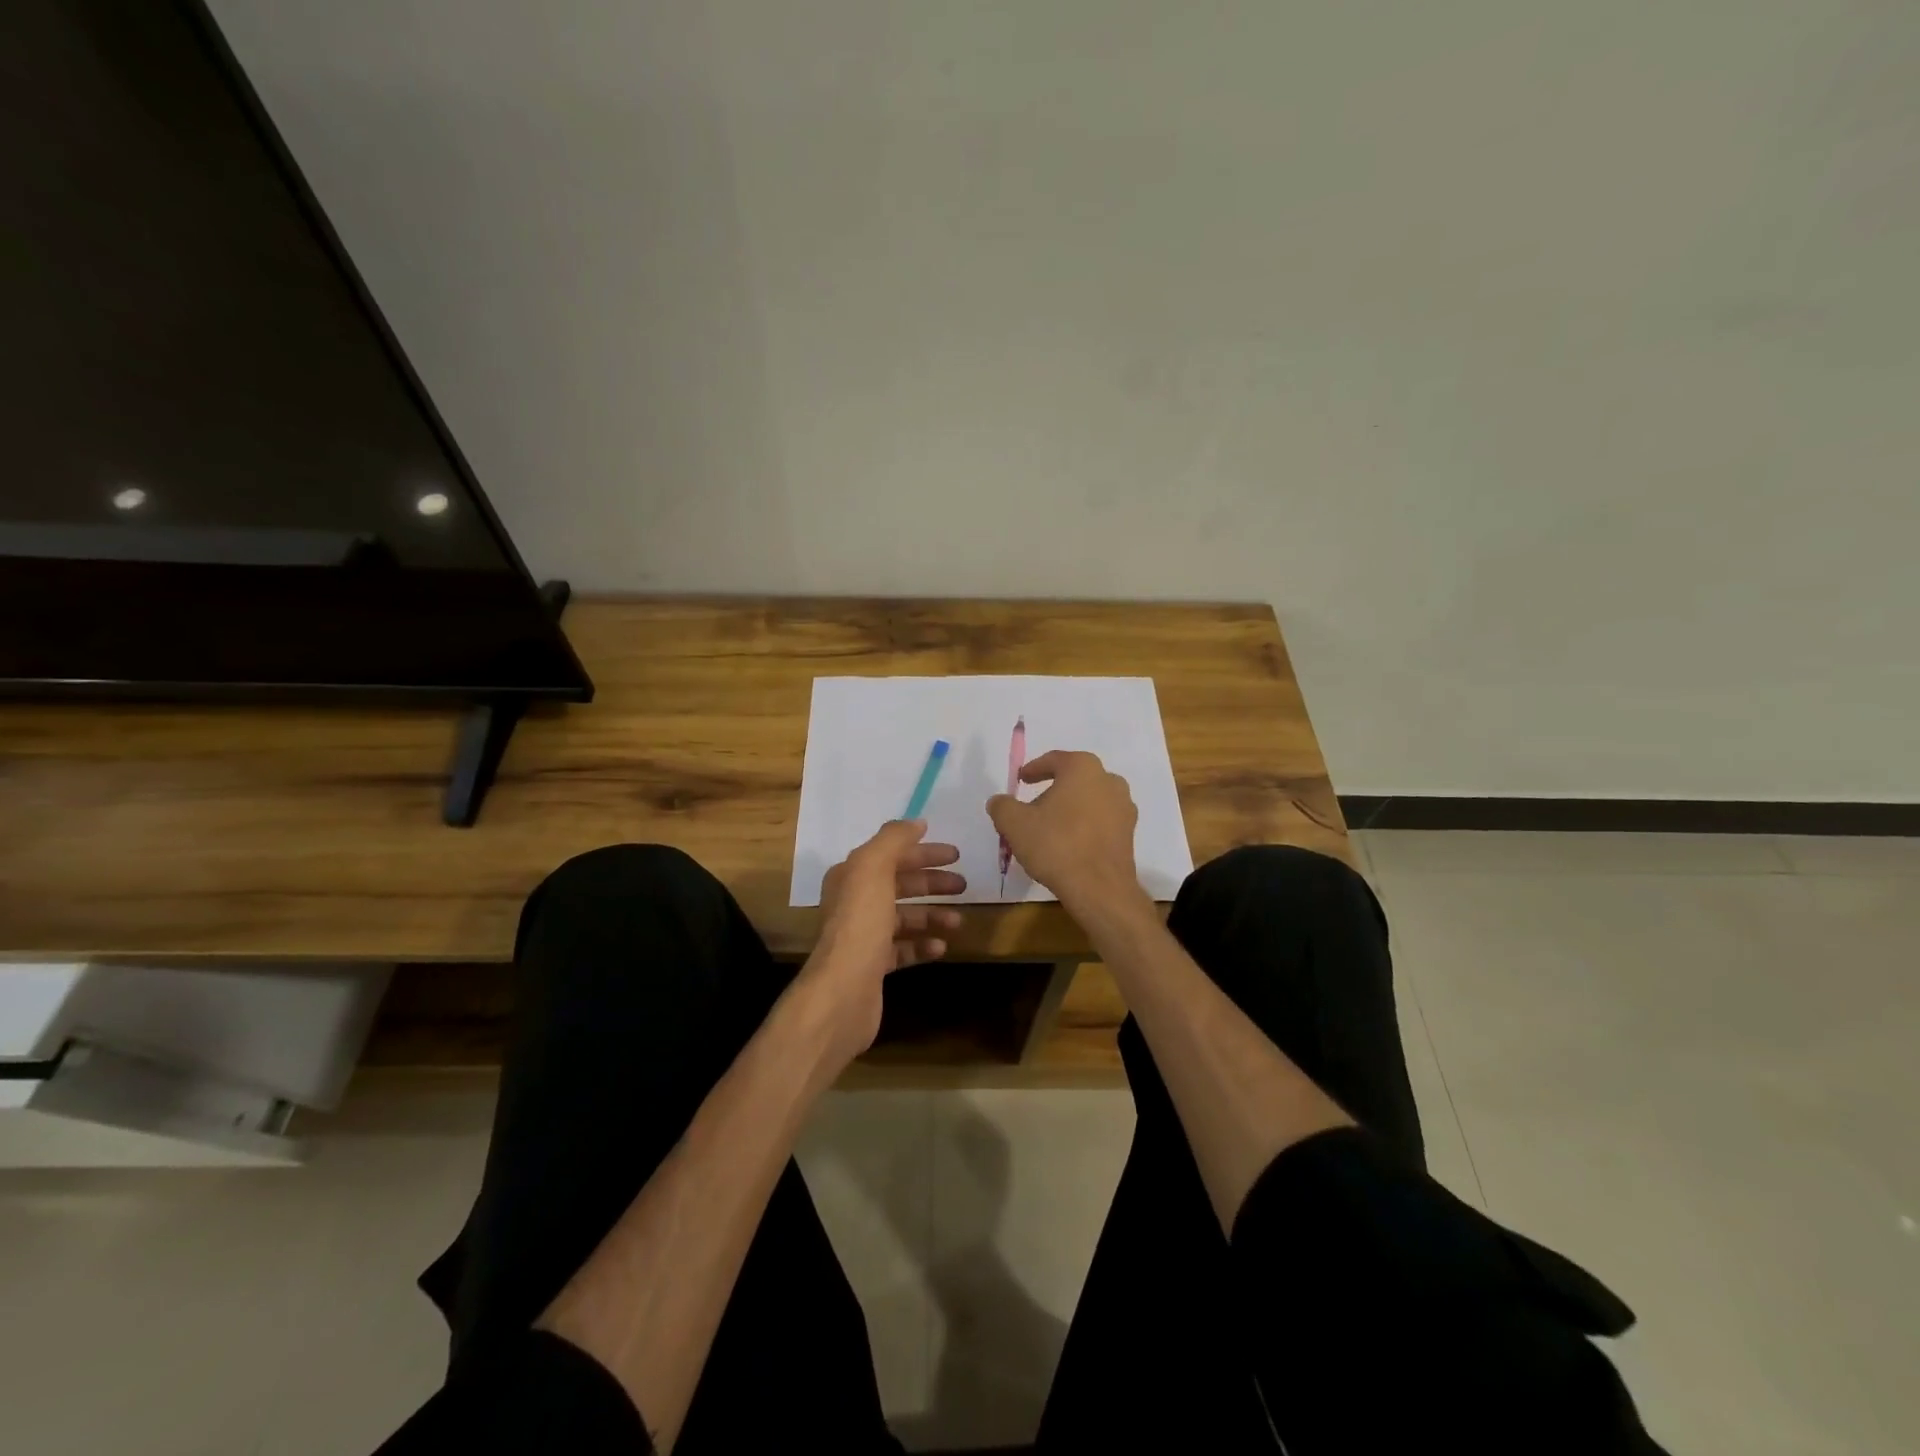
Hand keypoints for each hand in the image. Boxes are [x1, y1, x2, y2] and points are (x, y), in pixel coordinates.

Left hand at [800, 820, 964, 1060]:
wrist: (843, 990)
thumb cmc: (860, 923)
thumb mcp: (873, 868)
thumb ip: (894, 839)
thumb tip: (916, 822)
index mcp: (851, 876)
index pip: (891, 854)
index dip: (923, 852)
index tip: (956, 855)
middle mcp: (853, 902)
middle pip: (899, 885)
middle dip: (932, 883)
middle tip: (964, 885)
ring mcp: (863, 936)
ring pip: (903, 918)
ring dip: (932, 915)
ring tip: (957, 921)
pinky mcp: (873, 966)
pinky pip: (903, 949)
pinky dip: (923, 945)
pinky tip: (941, 947)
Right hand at [986, 750, 1140, 910]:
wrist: (1099, 888)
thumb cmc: (1055, 845)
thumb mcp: (1014, 823)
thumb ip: (1002, 806)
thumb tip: (999, 801)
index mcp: (1083, 768)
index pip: (1054, 760)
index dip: (1034, 769)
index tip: (1021, 780)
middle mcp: (1109, 780)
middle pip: (1074, 779)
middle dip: (1053, 790)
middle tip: (1032, 807)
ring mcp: (1124, 807)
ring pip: (1090, 800)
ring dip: (1070, 809)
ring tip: (1050, 828)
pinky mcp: (1129, 833)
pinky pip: (1101, 821)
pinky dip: (1084, 826)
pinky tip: (1069, 844)